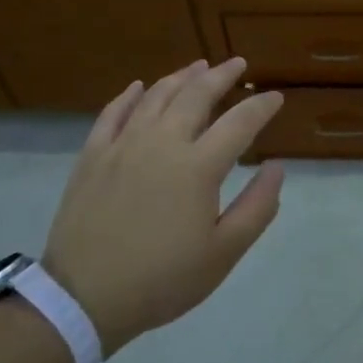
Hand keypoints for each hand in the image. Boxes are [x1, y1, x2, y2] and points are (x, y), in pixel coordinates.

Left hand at [42, 57, 283, 353]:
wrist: (84, 298)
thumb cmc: (163, 280)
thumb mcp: (223, 253)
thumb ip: (257, 206)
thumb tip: (278, 166)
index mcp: (198, 167)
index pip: (240, 123)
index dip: (261, 106)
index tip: (275, 97)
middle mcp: (162, 143)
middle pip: (196, 95)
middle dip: (222, 76)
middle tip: (238, 64)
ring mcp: (122, 146)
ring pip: (156, 96)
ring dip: (181, 77)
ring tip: (198, 66)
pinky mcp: (92, 157)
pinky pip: (112, 113)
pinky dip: (129, 95)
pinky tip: (139, 86)